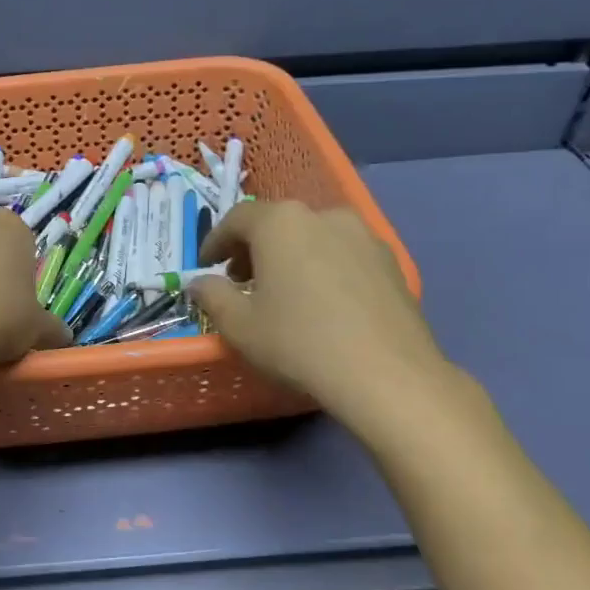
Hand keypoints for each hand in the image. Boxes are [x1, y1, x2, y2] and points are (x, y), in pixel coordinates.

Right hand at [191, 201, 454, 433]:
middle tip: (240, 280)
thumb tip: (200, 283)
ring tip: (282, 291)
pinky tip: (322, 302)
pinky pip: (342, 254)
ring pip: (313, 236)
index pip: (236, 219)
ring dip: (290, 256)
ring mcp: (363, 235)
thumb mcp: (239, 325)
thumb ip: (212, 296)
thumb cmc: (298, 342)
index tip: (205, 266)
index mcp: (280, 222)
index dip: (215, 241)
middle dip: (253, 248)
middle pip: (277, 223)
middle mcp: (323, 215)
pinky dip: (322, 267)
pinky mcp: (389, 261)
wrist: (386, 374)